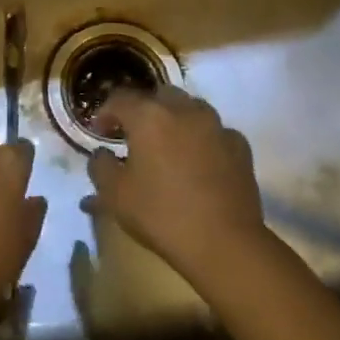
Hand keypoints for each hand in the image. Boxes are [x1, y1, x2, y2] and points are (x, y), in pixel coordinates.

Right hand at [88, 87, 266, 283]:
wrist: (224, 243)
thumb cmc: (161, 215)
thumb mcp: (115, 195)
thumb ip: (100, 167)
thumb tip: (102, 154)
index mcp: (149, 117)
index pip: (119, 98)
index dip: (105, 112)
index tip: (100, 132)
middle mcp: (183, 110)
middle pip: (158, 96)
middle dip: (143, 110)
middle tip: (135, 136)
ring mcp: (216, 125)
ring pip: (190, 108)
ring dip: (174, 119)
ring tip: (168, 146)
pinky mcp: (239, 145)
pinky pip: (214, 131)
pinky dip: (202, 139)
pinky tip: (199, 162)